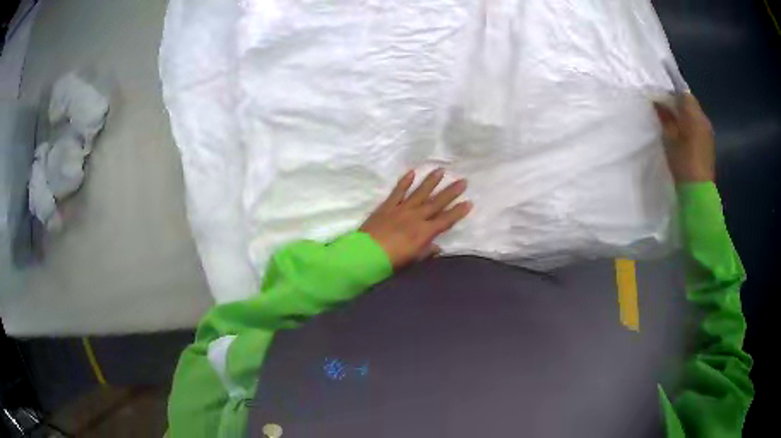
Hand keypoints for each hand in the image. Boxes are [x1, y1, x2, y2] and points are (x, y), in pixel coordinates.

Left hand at [360, 169, 472, 269]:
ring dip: (431, 181)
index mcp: (424, 232)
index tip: (469, 202)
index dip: (458, 212)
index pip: (446, 220)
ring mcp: (401, 209)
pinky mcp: (387, 206)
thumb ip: (426, 253)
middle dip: (451, 192)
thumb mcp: (413, 261)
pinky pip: (397, 192)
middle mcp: (416, 217)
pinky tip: (412, 173)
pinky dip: (405, 182)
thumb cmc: (391, 262)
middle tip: (462, 181)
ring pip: (420, 192)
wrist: (366, 255)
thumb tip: (437, 247)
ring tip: (441, 170)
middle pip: (437, 202)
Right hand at [654, 93, 714, 182]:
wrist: (698, 191)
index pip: (683, 94)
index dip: (672, 94)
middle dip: (678, 104)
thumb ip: (665, 117)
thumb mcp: (669, 138)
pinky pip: (698, 126)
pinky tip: (683, 135)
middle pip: (690, 103)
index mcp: (694, 115)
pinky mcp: (709, 143)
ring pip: (695, 115)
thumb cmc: (683, 162)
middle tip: (665, 111)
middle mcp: (704, 119)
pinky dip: (690, 125)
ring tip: (674, 123)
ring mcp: (708, 132)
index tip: (661, 99)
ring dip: (685, 116)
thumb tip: (658, 102)